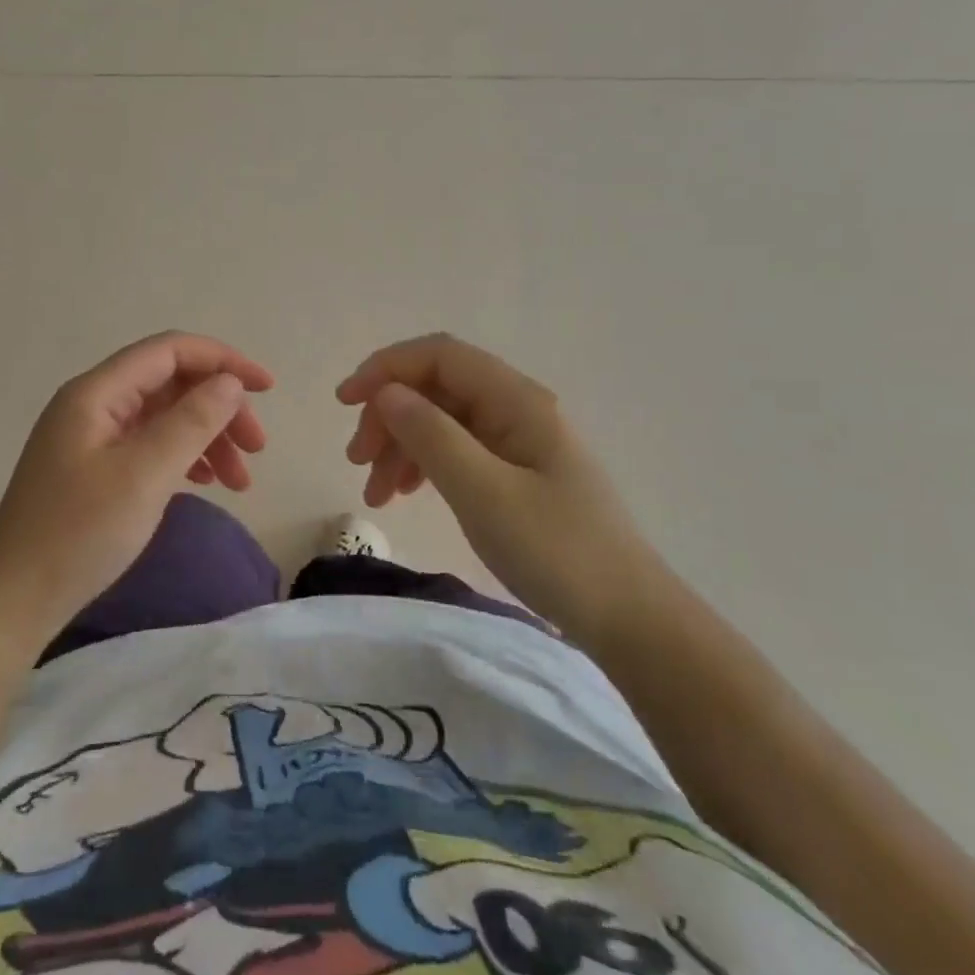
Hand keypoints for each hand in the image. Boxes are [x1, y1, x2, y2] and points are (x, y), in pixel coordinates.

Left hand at [0, 332, 273, 635]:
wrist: (14, 600)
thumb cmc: (79, 533)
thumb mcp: (145, 475)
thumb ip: (192, 421)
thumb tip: (230, 383)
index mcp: (97, 392)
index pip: (170, 351)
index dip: (222, 360)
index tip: (266, 388)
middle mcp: (94, 404)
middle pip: (171, 383)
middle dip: (219, 407)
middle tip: (257, 448)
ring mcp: (93, 436)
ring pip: (165, 416)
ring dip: (207, 436)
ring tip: (239, 479)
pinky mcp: (95, 467)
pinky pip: (150, 444)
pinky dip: (184, 457)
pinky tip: (205, 481)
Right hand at [337, 333, 663, 637]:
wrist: (629, 618)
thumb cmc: (557, 552)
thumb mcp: (484, 493)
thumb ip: (431, 436)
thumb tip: (386, 392)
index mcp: (516, 400)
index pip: (439, 356)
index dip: (386, 368)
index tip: (345, 404)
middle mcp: (516, 408)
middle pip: (436, 387)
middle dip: (388, 415)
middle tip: (356, 461)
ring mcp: (518, 439)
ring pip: (441, 420)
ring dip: (400, 445)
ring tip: (375, 493)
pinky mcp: (516, 471)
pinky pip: (457, 450)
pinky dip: (423, 465)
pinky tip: (405, 494)